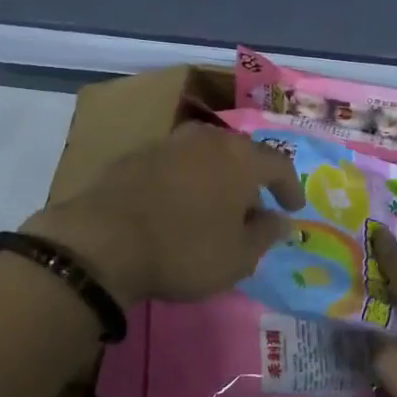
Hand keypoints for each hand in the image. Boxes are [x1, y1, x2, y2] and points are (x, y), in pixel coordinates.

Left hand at [22, 121, 304, 306]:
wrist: (103, 241)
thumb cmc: (184, 250)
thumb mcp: (236, 257)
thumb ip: (265, 235)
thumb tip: (281, 220)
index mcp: (241, 158)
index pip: (279, 164)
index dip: (290, 186)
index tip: (293, 207)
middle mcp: (209, 139)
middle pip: (241, 153)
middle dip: (252, 178)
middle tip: (253, 207)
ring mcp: (170, 142)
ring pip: (206, 153)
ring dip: (217, 175)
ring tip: (215, 204)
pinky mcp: (137, 154)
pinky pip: (175, 162)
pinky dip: (186, 179)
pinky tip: (178, 202)